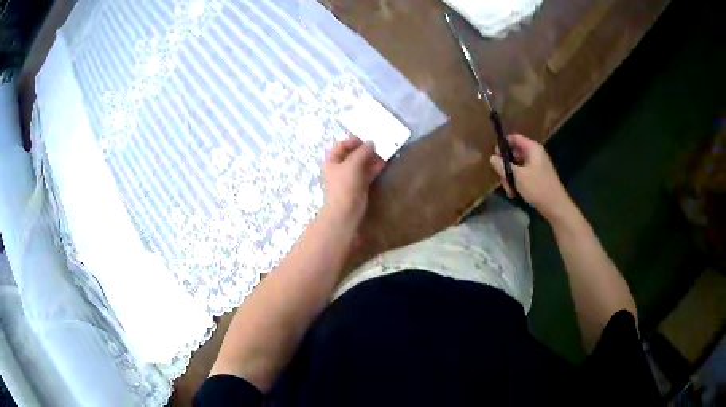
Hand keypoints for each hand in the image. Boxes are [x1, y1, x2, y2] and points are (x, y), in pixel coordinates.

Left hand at [322, 136, 385, 225]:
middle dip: (365, 148)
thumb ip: (362, 152)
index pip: (342, 145)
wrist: (346, 211)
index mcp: (332, 160)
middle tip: (379, 143)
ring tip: (384, 150)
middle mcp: (340, 167)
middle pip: (353, 153)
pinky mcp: (360, 185)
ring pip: (362, 163)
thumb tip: (371, 143)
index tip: (367, 137)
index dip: (353, 140)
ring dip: (372, 157)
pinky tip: (385, 162)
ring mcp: (350, 177)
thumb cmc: (344, 185)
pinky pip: (368, 172)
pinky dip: (375, 167)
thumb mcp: (352, 164)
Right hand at [490, 133, 572, 220]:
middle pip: (514, 154)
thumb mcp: (518, 176)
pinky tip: (514, 193)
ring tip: (509, 190)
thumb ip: (503, 166)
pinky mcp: (536, 177)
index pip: (514, 138)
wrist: (556, 207)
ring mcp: (536, 166)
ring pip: (516, 166)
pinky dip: (517, 182)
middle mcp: (534, 154)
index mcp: (532, 149)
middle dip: (505, 166)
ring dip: (510, 177)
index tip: (495, 156)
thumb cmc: (538, 188)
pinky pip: (522, 175)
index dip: (503, 145)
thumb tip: (492, 158)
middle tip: (502, 179)